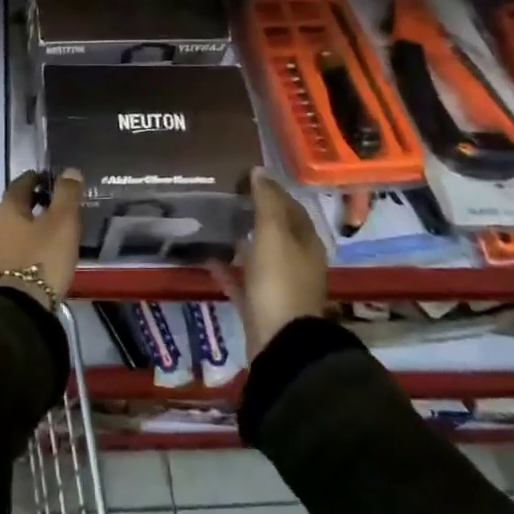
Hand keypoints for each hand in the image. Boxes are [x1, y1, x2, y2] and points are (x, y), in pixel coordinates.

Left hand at [0, 169, 83, 308]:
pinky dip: (28, 245)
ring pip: (15, 229)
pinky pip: (15, 249)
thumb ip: (66, 194)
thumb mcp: (62, 222)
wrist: (19, 309)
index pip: (21, 183)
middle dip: (35, 202)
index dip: (36, 178)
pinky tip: (43, 254)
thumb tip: (69, 171)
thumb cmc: (42, 258)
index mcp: (8, 209)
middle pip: (16, 206)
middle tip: (57, 204)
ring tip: (54, 230)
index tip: (51, 179)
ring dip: (31, 225)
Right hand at [214, 167, 329, 354]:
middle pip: (275, 232)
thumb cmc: (279, 281)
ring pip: (258, 256)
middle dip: (254, 214)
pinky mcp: (261, 307)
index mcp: (306, 242)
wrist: (280, 342)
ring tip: (214, 225)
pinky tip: (208, 259)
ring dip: (241, 241)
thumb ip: (267, 201)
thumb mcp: (273, 234)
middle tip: (225, 198)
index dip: (271, 190)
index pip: (291, 207)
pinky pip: (242, 282)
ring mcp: (279, 286)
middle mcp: (297, 262)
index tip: (245, 177)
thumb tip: (260, 170)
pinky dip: (227, 270)